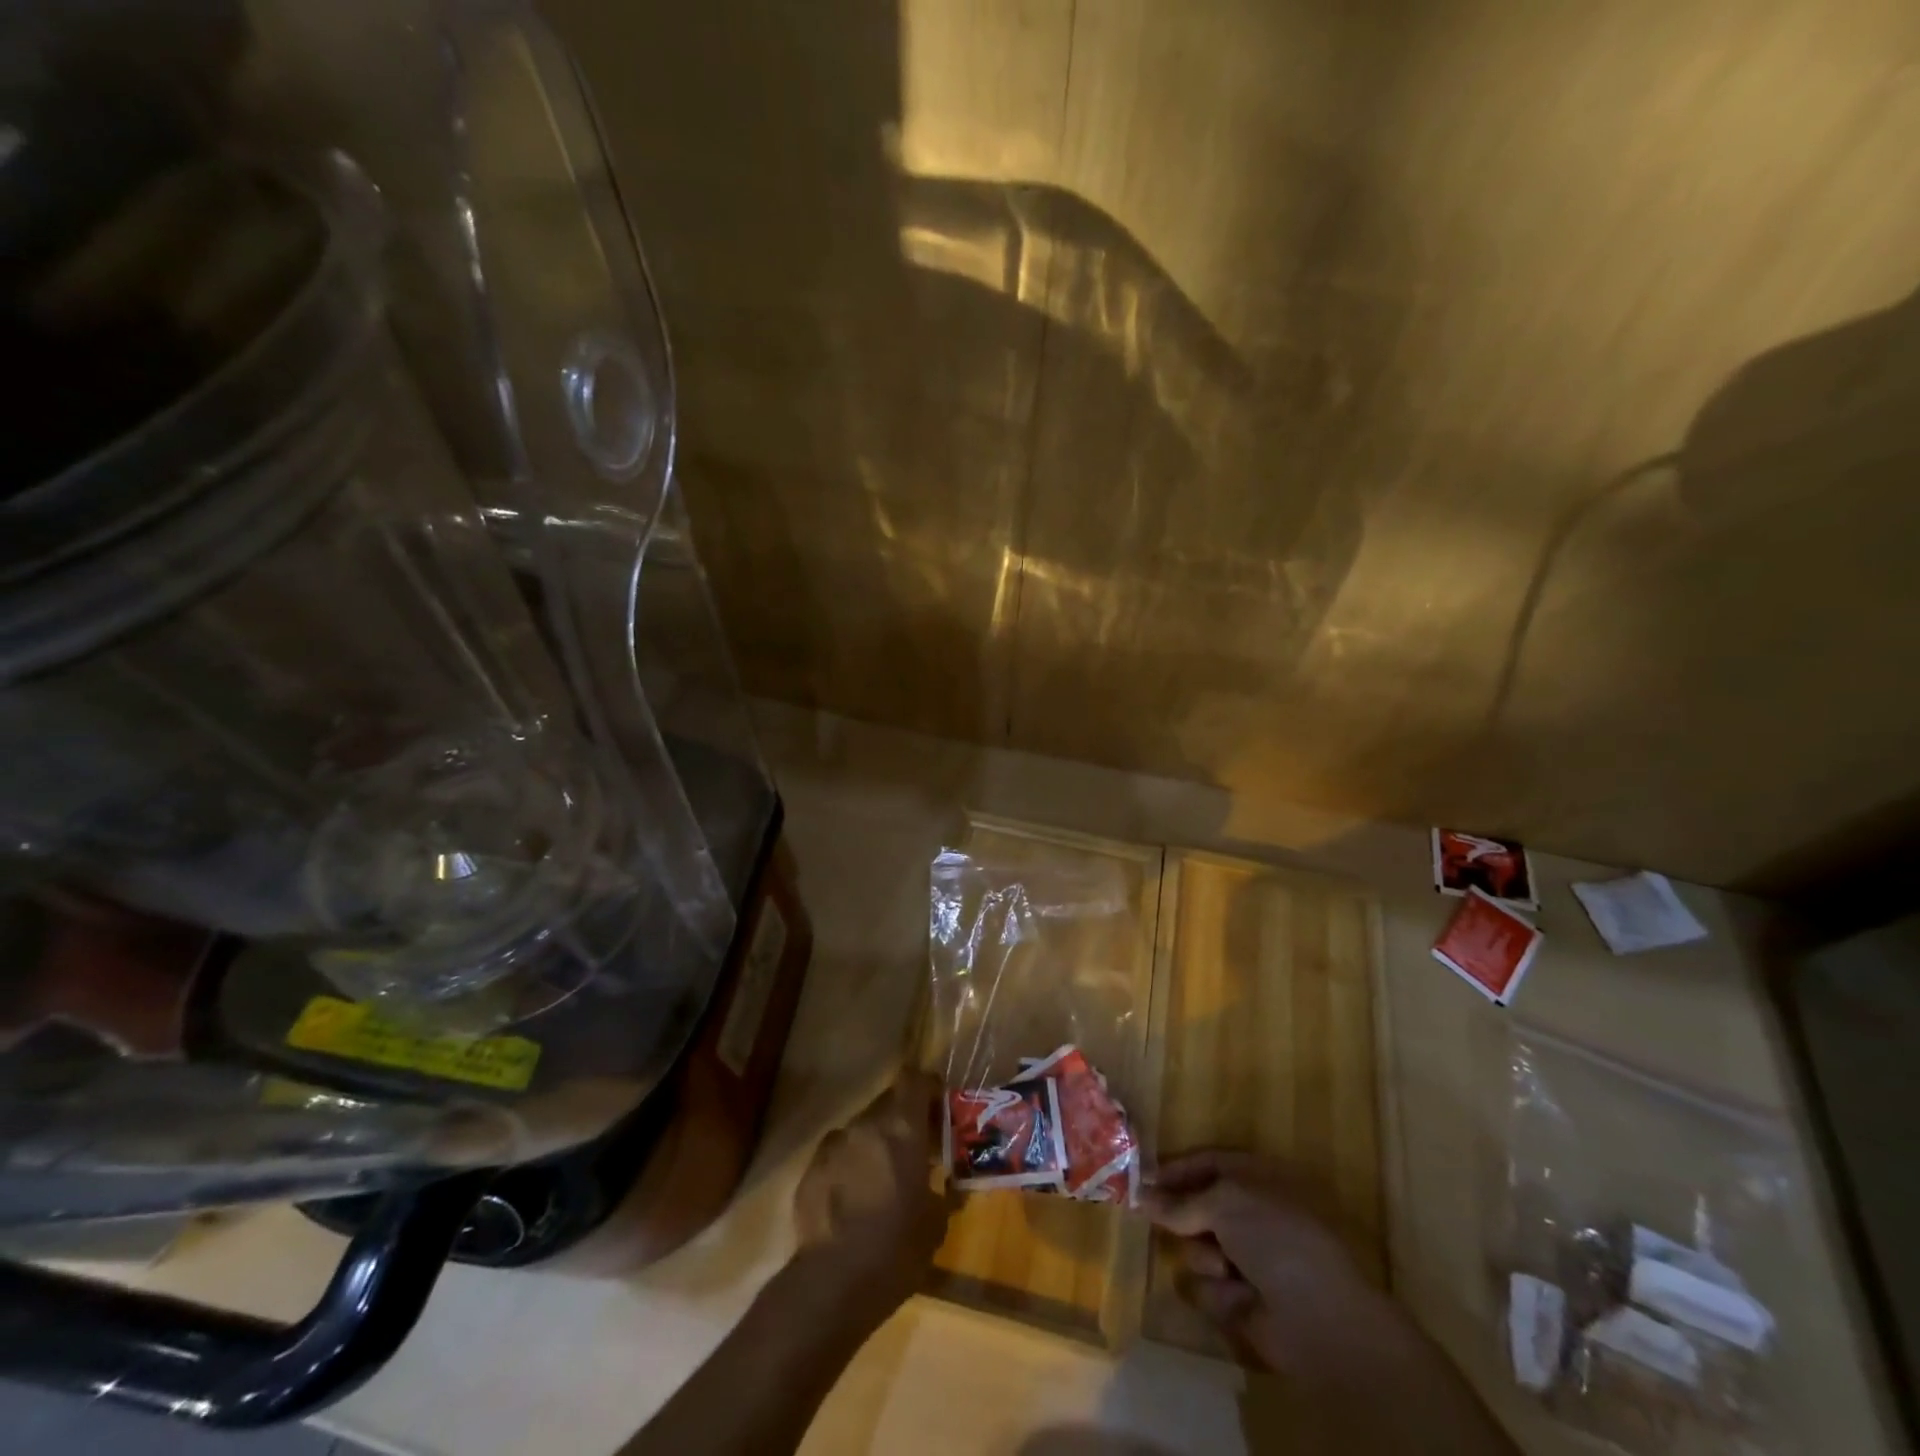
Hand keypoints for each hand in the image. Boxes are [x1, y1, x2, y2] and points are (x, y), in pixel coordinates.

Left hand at [792, 1071, 954, 1320]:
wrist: (831, 1284)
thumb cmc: (895, 1250)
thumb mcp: (935, 1223)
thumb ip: (943, 1190)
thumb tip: (947, 1184)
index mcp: (902, 1128)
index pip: (914, 1078)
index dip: (927, 1087)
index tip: (938, 1107)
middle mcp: (866, 1124)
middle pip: (888, 1102)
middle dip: (902, 1119)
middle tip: (915, 1148)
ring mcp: (834, 1144)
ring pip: (861, 1129)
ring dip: (875, 1143)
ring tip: (882, 1178)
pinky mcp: (810, 1168)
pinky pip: (837, 1154)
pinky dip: (849, 1165)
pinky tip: (853, 1199)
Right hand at [1143, 1149, 1409, 1383]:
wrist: (1321, 1321)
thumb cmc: (1278, 1241)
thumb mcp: (1226, 1204)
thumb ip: (1182, 1202)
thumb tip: (1144, 1196)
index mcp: (1258, 1181)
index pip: (1208, 1163)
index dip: (1177, 1169)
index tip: (1144, 1178)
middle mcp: (1251, 1217)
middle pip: (1197, 1207)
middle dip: (1180, 1217)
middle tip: (1156, 1219)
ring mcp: (1247, 1260)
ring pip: (1196, 1248)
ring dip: (1204, 1257)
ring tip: (1225, 1269)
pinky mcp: (1241, 1300)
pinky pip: (1207, 1288)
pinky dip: (1218, 1293)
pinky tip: (1239, 1299)